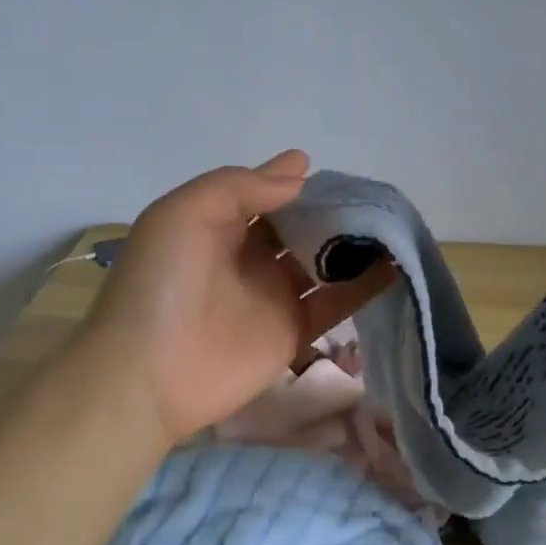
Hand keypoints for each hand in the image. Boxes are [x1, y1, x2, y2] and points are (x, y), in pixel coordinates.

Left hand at [75, 151, 396, 444]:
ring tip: (395, 227)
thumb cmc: (161, 284)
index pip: (271, 195)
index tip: (344, 175)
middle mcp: (251, 255)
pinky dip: (366, 286)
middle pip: (302, 226)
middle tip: (379, 200)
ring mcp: (275, 294)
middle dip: (335, 212)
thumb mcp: (185, 213)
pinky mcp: (294, 331)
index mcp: (221, 222)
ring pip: (324, 261)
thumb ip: (242, 186)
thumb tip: (301, 170)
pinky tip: (398, 267)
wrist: (147, 375)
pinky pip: (336, 302)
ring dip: (355, 245)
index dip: (304, 184)